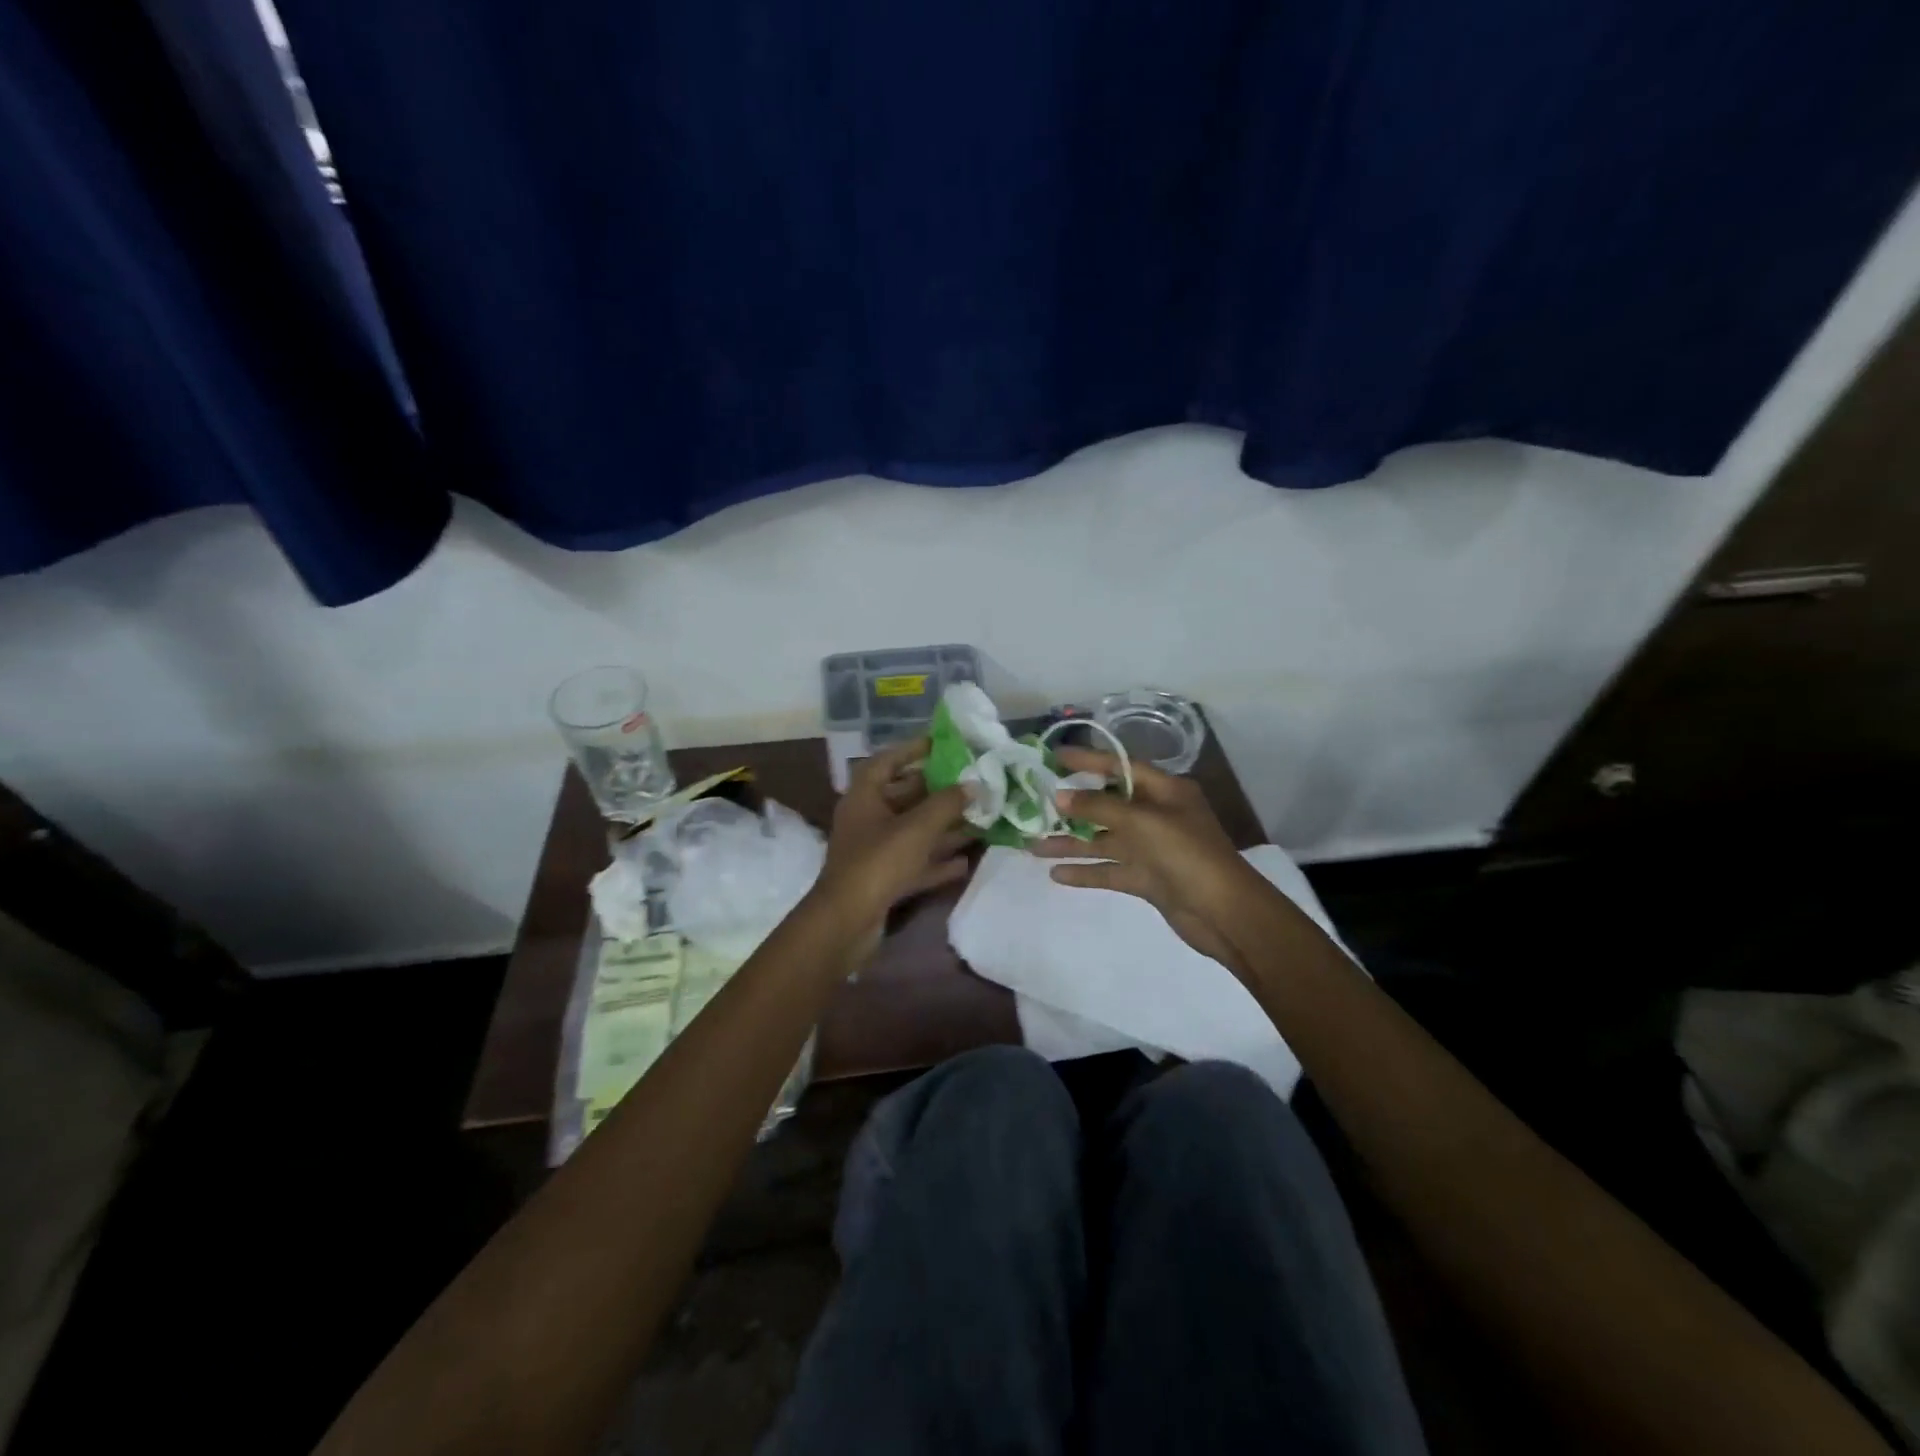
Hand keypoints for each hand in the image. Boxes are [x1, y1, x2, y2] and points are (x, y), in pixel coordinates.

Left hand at [812, 737, 972, 946]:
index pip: (887, 762)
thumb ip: (947, 803)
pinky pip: (914, 863)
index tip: (941, 744)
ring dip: (943, 828)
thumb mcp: (917, 827)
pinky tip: (965, 862)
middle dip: (937, 792)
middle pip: (904, 797)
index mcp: (864, 796)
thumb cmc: (878, 862)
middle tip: (971, 784)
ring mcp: (873, 851)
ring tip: (978, 821)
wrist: (846, 922)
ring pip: (913, 832)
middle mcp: (866, 819)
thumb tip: (973, 784)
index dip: (912, 750)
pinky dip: (936, 861)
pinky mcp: (882, 880)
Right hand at [1030, 748, 1256, 970]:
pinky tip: (1056, 874)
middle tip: (1035, 804)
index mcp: (1165, 791)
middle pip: (1108, 804)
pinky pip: (1110, 869)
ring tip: (1032, 846)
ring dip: (1071, 843)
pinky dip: (1085, 871)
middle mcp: (1158, 815)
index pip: (1120, 767)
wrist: (1224, 913)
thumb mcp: (1142, 822)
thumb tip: (1060, 796)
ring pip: (1104, 840)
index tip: (1055, 757)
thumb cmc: (1187, 854)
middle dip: (1073, 806)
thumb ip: (1098, 807)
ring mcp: (1152, 849)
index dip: (1088, 761)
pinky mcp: (1147, 878)